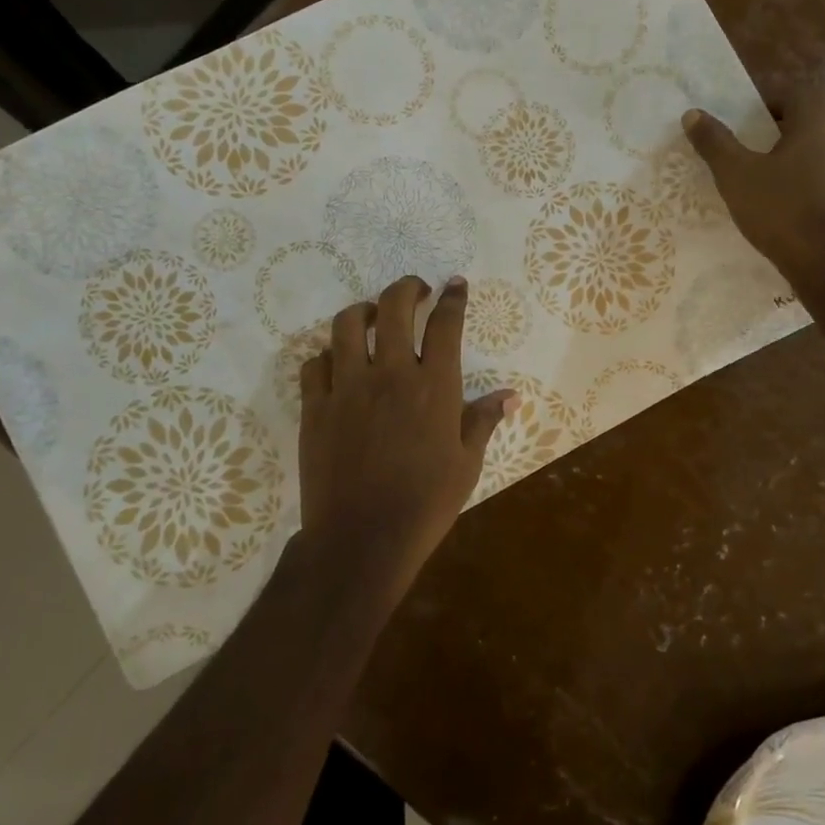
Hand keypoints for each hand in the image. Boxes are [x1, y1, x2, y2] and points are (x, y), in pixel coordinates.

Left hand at [297, 275, 515, 598]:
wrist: (363, 539)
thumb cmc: (425, 503)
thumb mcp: (467, 463)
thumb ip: (484, 420)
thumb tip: (510, 395)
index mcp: (434, 386)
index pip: (446, 325)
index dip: (453, 298)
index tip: (454, 284)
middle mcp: (391, 374)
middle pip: (394, 308)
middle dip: (406, 288)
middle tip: (414, 291)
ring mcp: (348, 387)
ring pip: (347, 325)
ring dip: (362, 312)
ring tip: (372, 318)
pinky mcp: (315, 407)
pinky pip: (314, 364)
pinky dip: (326, 356)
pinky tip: (336, 365)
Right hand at [683, 84, 824, 289]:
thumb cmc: (781, 212)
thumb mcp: (736, 177)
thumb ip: (715, 143)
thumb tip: (692, 114)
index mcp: (818, 116)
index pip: (793, 92)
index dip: (770, 106)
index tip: (753, 130)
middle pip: (823, 118)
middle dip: (800, 132)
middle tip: (775, 160)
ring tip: (810, 179)